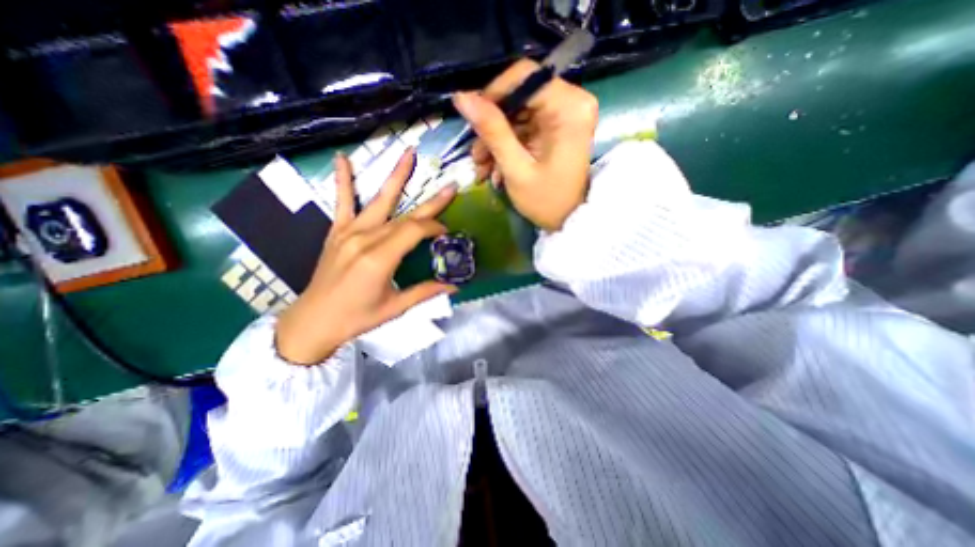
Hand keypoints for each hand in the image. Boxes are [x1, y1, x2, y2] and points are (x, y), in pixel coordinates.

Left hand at [274, 149, 457, 363]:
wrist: (313, 321)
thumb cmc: (357, 317)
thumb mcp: (395, 307)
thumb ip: (425, 291)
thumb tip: (454, 286)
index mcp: (380, 258)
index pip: (415, 231)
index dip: (434, 228)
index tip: (446, 232)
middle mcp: (365, 239)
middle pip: (405, 214)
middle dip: (431, 202)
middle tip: (450, 186)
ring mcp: (349, 232)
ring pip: (379, 200)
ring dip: (396, 176)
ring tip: (408, 153)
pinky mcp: (336, 232)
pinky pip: (341, 202)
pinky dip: (343, 181)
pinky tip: (343, 159)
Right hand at [452, 59, 598, 230]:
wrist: (569, 222)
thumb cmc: (546, 201)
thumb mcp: (516, 168)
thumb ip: (492, 131)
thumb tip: (461, 97)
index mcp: (569, 107)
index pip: (524, 76)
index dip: (493, 94)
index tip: (473, 121)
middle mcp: (572, 103)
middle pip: (519, 96)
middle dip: (492, 126)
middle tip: (476, 155)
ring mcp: (564, 116)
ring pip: (518, 114)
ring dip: (495, 140)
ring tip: (481, 168)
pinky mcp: (556, 129)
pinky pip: (524, 128)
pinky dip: (507, 146)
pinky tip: (494, 168)